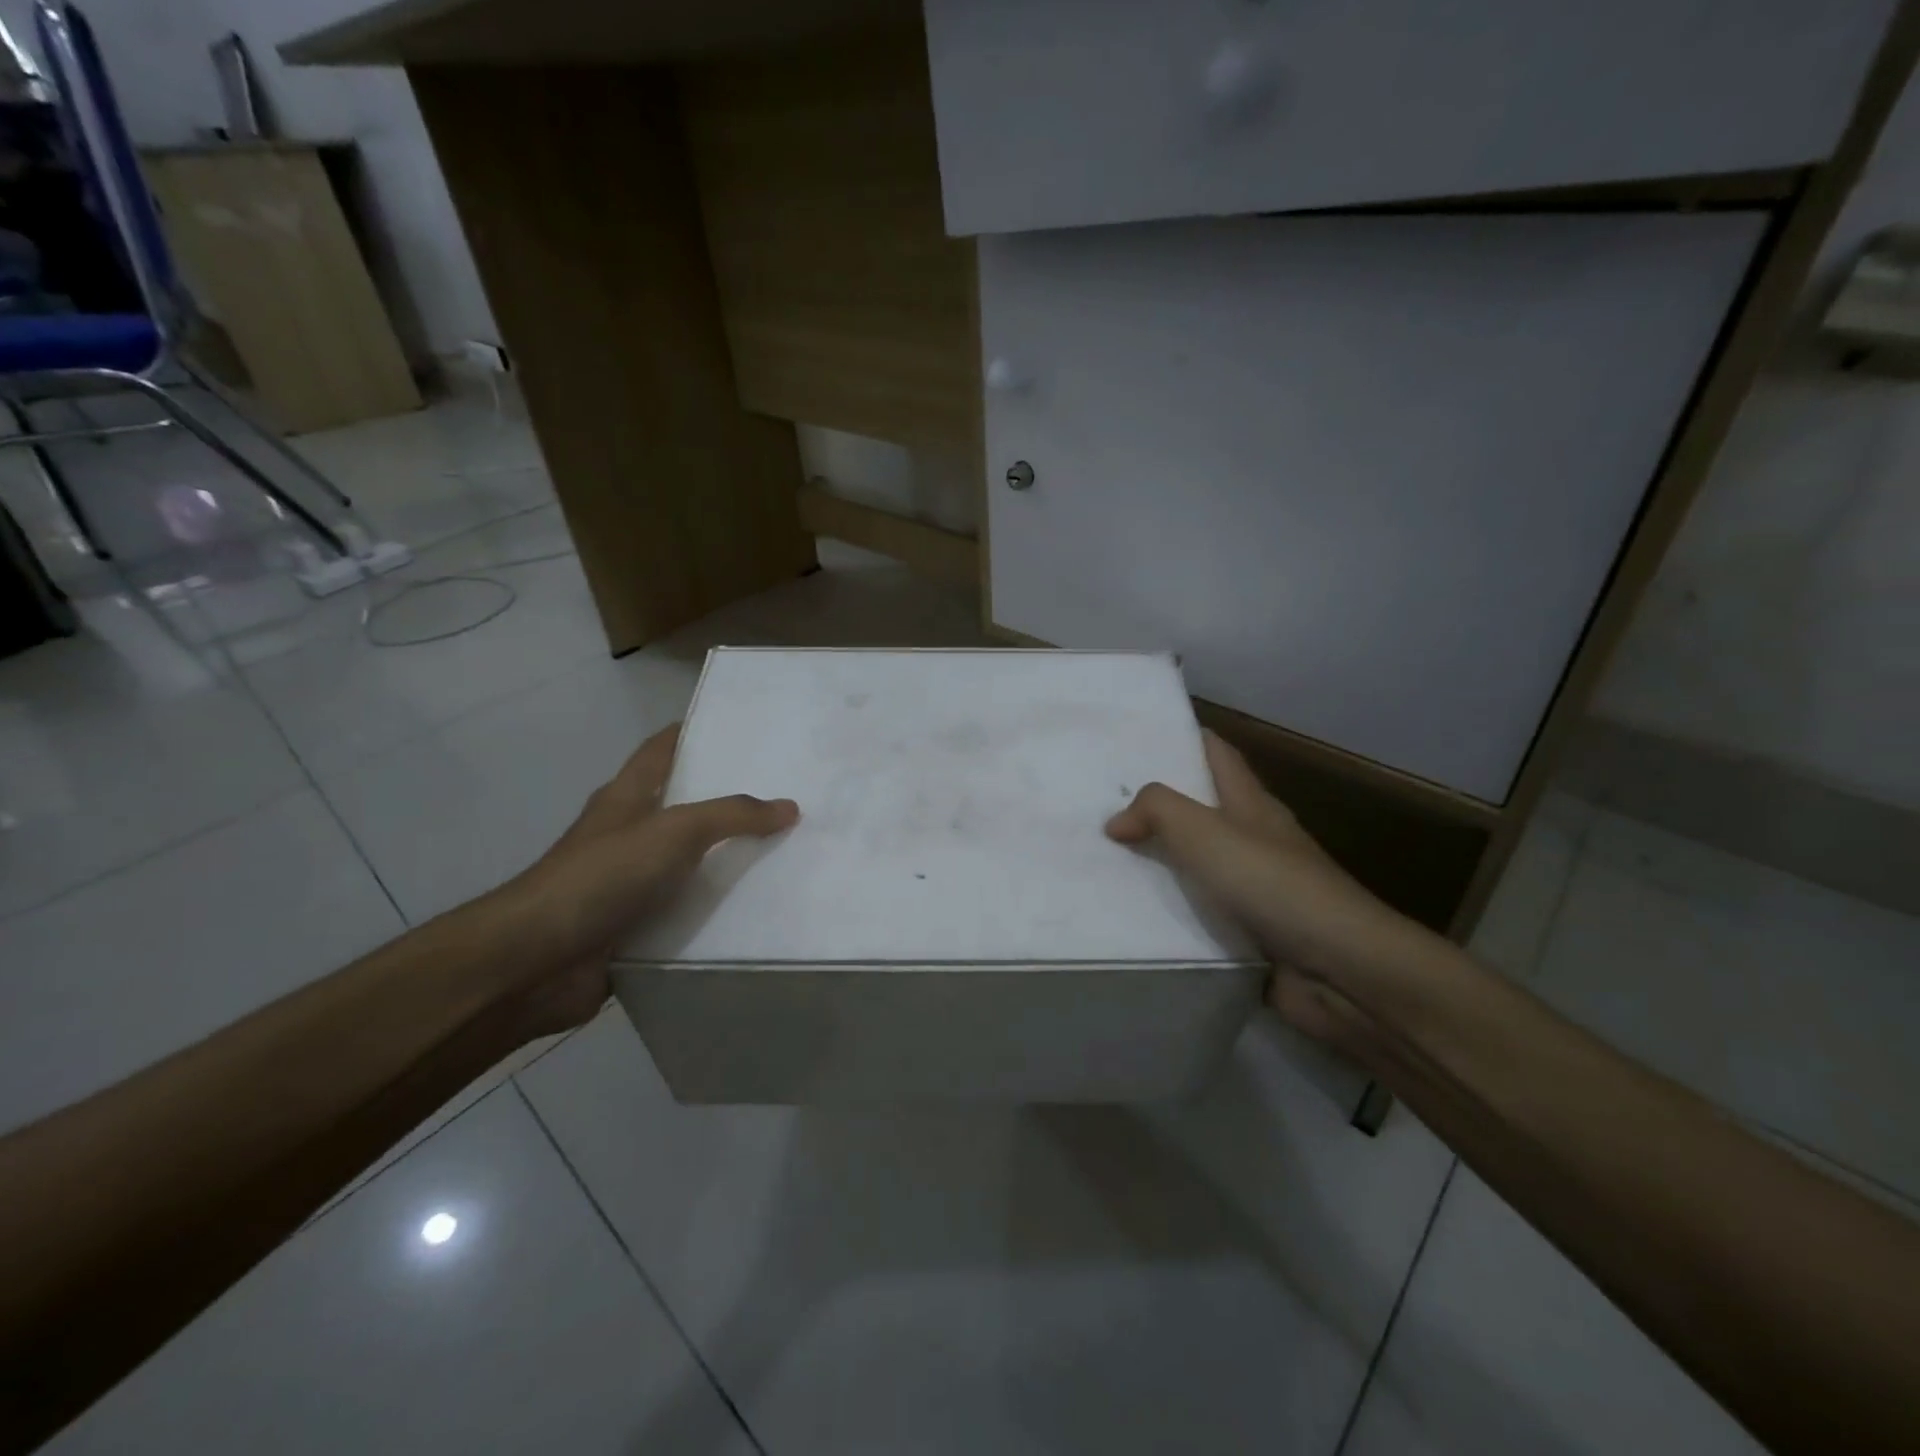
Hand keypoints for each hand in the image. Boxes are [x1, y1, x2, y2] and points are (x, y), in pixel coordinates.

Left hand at [492, 724, 798, 1031]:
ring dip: (728, 859)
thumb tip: (789, 806)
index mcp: (627, 796)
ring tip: (787, 850)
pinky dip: (716, 908)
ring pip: (690, 861)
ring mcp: (631, 881)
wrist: (537, 960)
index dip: (694, 733)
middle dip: (728, 800)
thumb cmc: (603, 875)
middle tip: (786, 793)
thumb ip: (732, 816)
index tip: (741, 728)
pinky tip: (758, 908)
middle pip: (684, 805)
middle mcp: (629, 833)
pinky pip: (687, 909)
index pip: (662, 749)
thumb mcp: (674, 831)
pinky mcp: (637, 924)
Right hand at [1105, 731, 1435, 1049]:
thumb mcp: (1207, 833)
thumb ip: (1158, 811)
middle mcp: (1256, 839)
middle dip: (1160, 801)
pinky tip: (1135, 911)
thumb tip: (1116, 820)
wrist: (1339, 970)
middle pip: (1204, 808)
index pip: (1218, 754)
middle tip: (1103, 800)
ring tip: (1106, 855)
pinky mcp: (1252, 931)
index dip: (1186, 738)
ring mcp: (1257, 887)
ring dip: (1161, 858)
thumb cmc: (1273, 885)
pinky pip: (1201, 910)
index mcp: (1252, 804)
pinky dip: (1172, 907)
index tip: (1140, 734)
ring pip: (1199, 861)